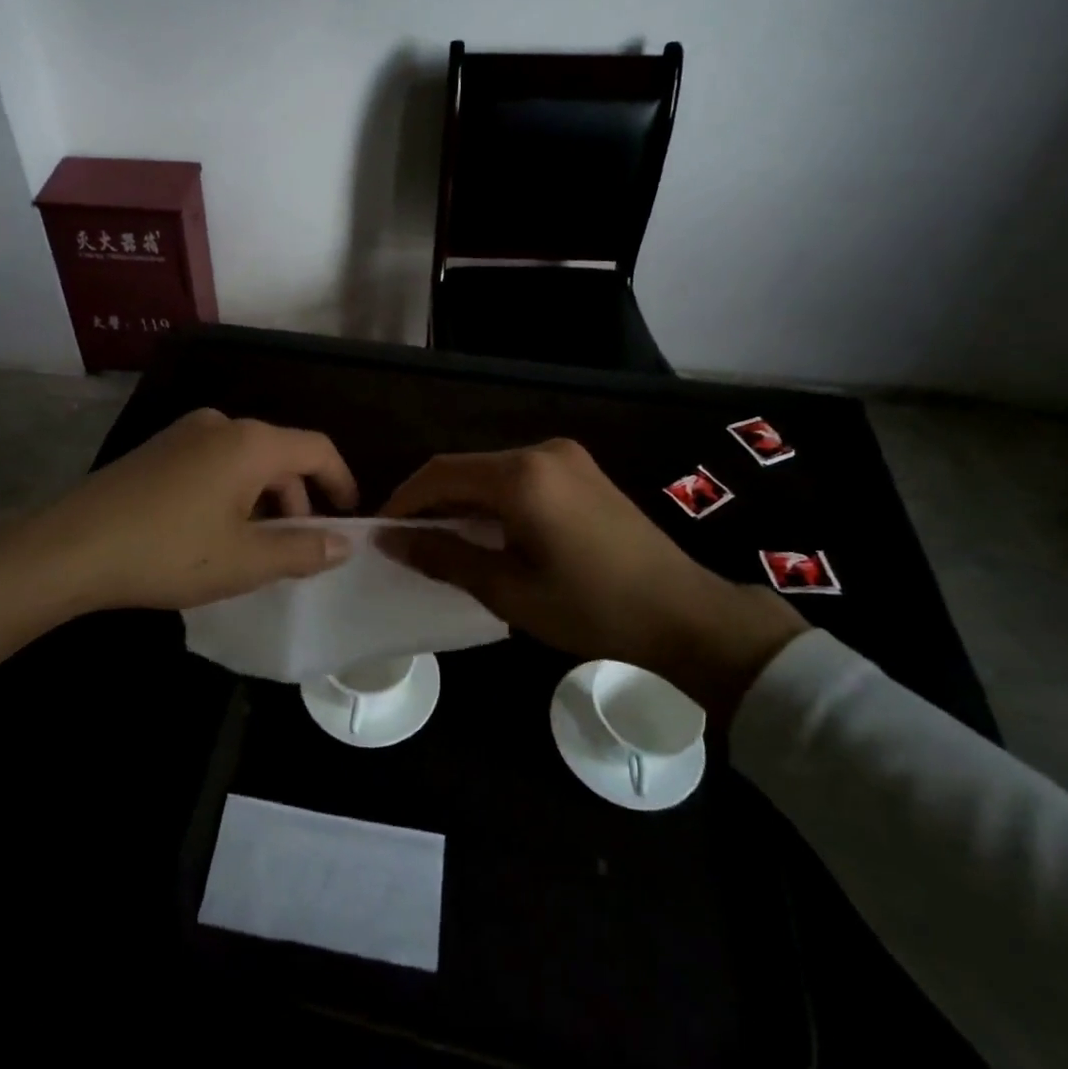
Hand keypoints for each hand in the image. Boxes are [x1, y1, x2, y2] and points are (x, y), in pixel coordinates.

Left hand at [0, 409, 357, 660]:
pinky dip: (232, 494)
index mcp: (251, 443)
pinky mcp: (157, 449)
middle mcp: (222, 425)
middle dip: (298, 501)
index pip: (317, 449)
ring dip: (263, 501)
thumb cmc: (169, 552)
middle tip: (296, 549)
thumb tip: (343, 543)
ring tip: (254, 548)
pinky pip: (214, 464)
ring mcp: (185, 433)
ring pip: (246, 462)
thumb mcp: (245, 561)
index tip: (349, 517)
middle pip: (280, 455)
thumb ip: (302, 550)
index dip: (341, 482)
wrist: (70, 547)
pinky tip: (214, 534)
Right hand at [378, 439, 805, 723]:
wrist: (687, 617)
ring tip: (442, 542)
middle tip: (408, 542)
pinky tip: (489, 533)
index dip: (403, 501)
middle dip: (431, 502)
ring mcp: (567, 458)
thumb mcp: (508, 590)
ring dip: (462, 502)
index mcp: (522, 475)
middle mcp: (542, 451)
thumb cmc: (592, 609)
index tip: (380, 533)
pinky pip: (521, 477)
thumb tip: (391, 540)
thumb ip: (444, 556)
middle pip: (465, 468)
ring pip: (492, 472)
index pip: (440, 474)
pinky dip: (494, 500)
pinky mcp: (583, 471)